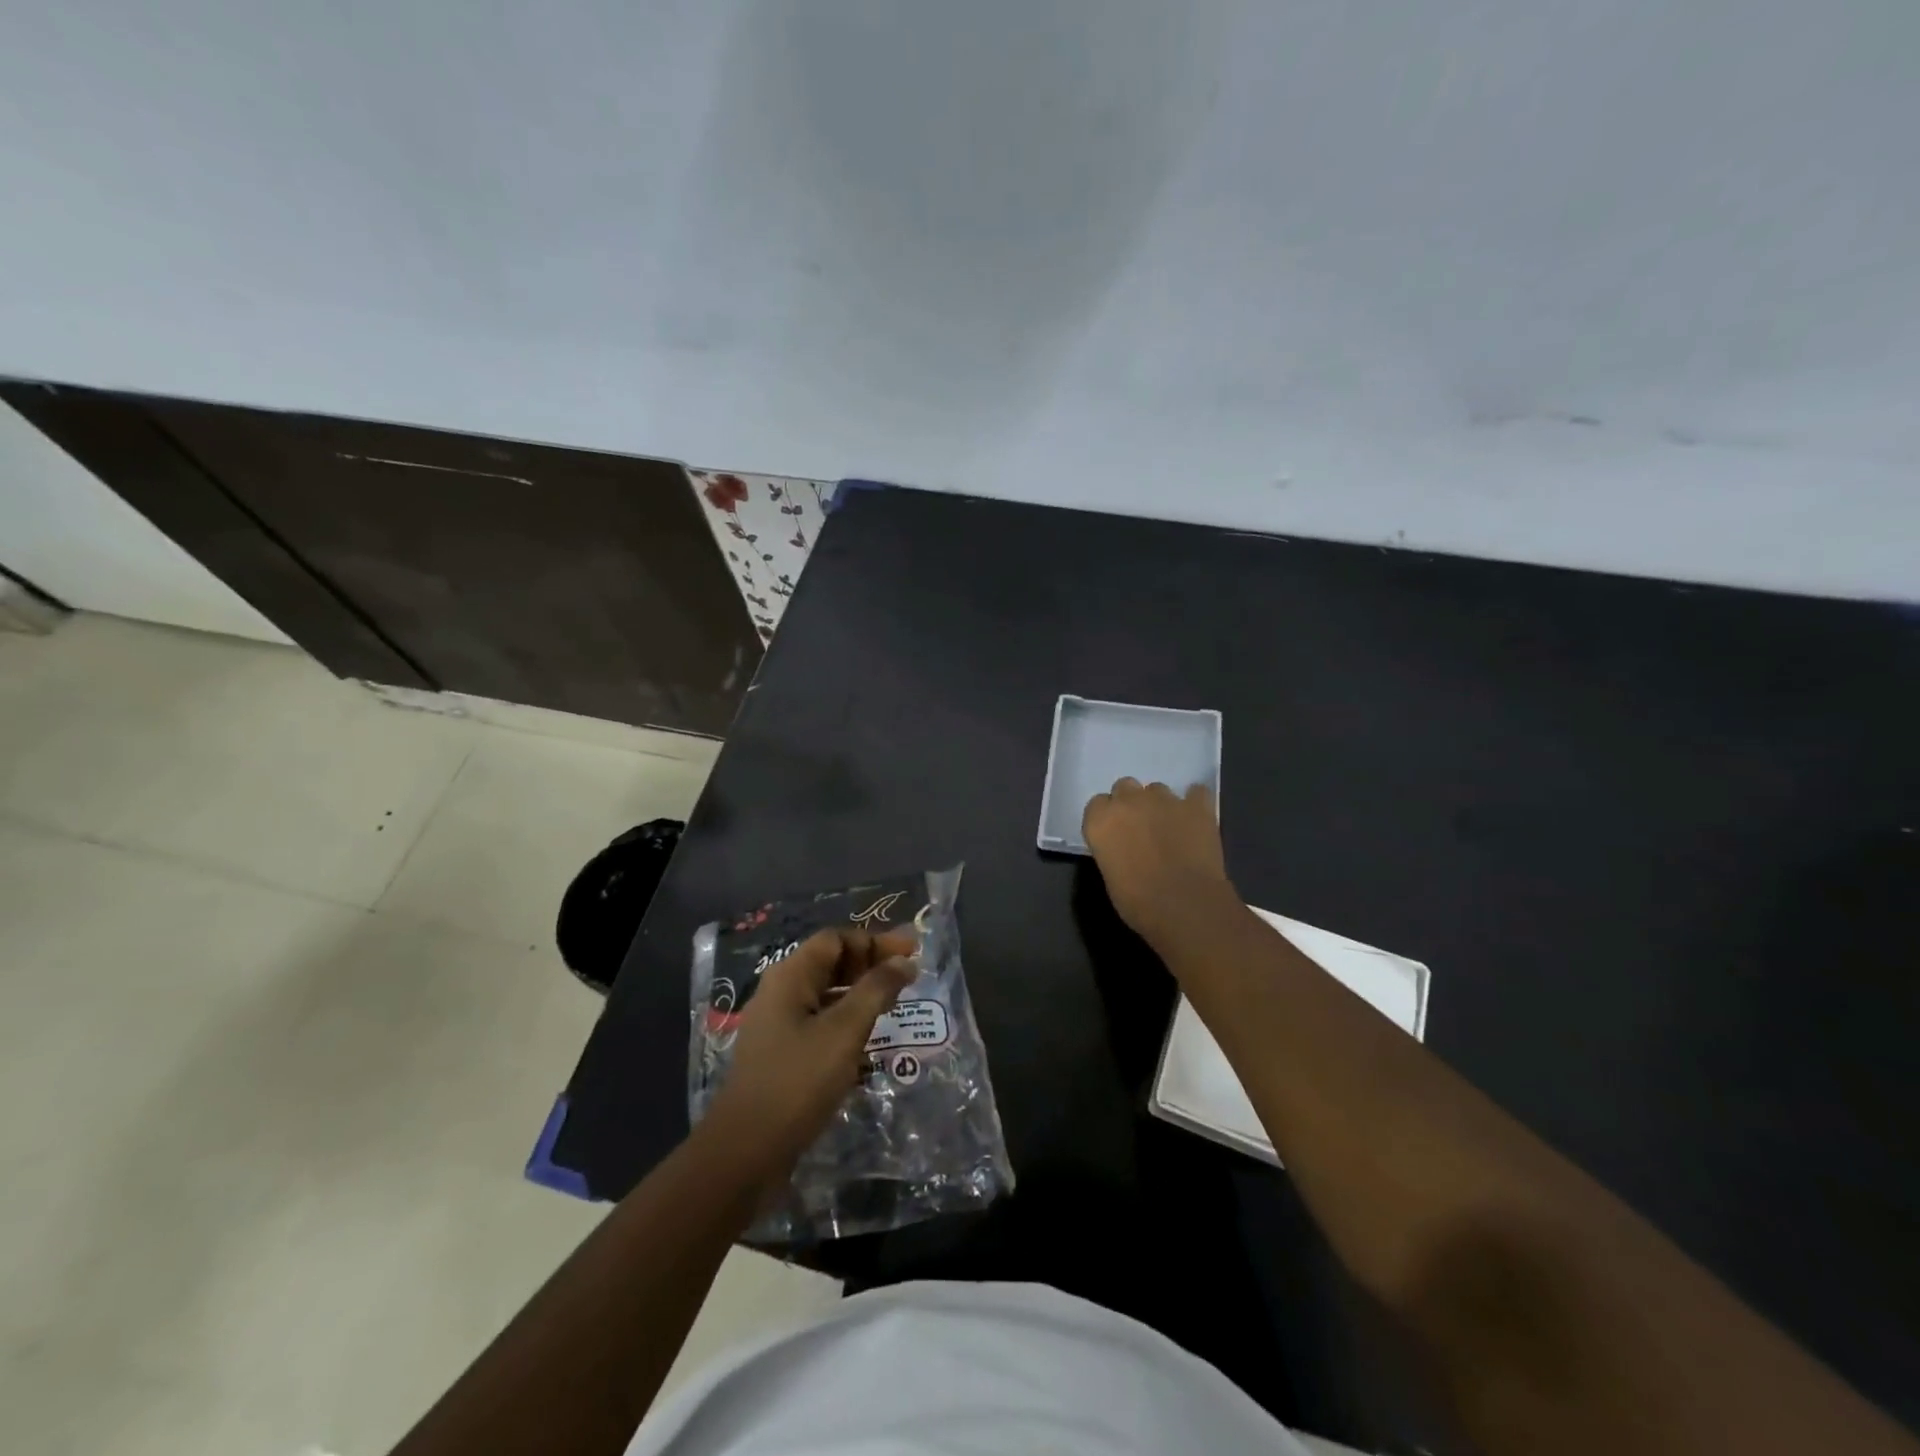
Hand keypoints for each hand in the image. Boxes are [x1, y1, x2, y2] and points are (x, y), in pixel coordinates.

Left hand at [699, 928, 915, 1185]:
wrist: (746, 1151)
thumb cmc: (798, 1081)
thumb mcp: (845, 1031)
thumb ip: (876, 990)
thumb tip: (904, 960)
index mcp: (790, 976)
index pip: (836, 939)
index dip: (874, 941)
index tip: (911, 952)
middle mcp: (780, 992)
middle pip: (830, 963)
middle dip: (870, 964)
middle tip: (909, 974)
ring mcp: (778, 1025)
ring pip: (826, 994)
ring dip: (861, 993)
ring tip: (896, 1004)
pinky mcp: (782, 1054)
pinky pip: (820, 1022)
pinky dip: (848, 1020)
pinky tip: (870, 1038)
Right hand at [1083, 777, 1233, 942]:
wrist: (1185, 905)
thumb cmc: (1138, 901)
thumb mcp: (1110, 875)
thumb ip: (1112, 849)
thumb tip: (1123, 847)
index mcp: (1101, 820)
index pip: (1097, 804)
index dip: (1107, 819)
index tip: (1114, 836)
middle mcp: (1128, 801)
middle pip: (1124, 787)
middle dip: (1131, 804)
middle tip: (1140, 829)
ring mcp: (1164, 799)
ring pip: (1158, 789)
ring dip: (1160, 805)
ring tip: (1171, 829)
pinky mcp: (1197, 805)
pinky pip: (1196, 793)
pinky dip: (1195, 803)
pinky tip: (1196, 820)